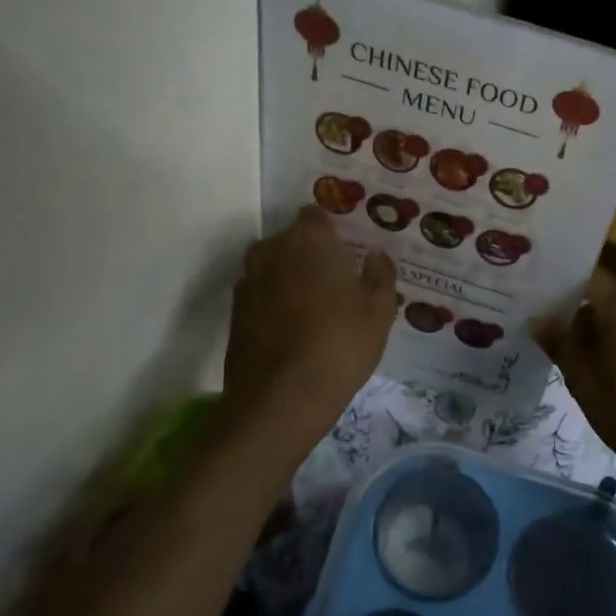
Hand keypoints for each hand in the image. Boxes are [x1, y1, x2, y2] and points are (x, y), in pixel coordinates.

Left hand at [223, 207, 396, 449]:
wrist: (280, 399)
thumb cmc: (340, 346)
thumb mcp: (379, 312)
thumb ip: (381, 274)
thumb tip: (374, 254)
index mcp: (308, 240)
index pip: (317, 215)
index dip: (334, 232)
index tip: (350, 252)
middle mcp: (271, 251)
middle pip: (294, 242)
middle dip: (313, 256)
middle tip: (339, 284)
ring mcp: (248, 281)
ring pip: (276, 269)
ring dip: (293, 280)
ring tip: (317, 311)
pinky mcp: (234, 312)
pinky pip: (262, 295)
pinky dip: (276, 304)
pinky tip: (295, 331)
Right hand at [533, 268, 615, 479]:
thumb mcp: (581, 378)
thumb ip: (559, 342)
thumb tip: (539, 319)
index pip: (591, 276)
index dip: (564, 282)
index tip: (542, 295)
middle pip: (608, 296)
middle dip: (580, 310)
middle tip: (552, 328)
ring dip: (602, 329)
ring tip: (576, 352)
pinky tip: (607, 368)